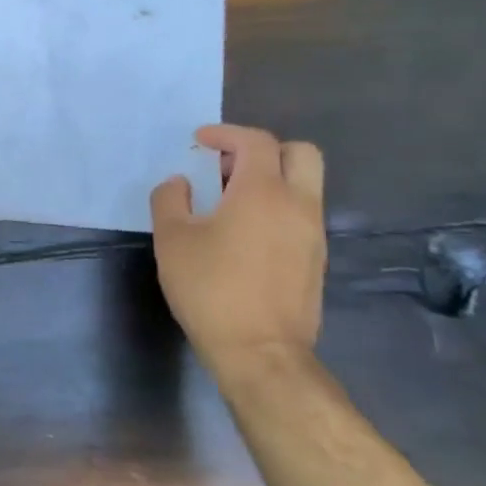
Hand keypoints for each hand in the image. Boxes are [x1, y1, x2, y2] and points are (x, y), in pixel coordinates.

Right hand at [150, 124, 326, 380]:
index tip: (200, 142)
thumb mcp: (172, 239)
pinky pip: (301, 214)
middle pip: (299, 153)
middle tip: (227, 167)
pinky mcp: (315, 259)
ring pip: (304, 185)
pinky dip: (277, 207)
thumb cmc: (210, 288)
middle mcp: (297, 205)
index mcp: (262, 192)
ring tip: (229, 202)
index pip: (256, 141)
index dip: (226, 134)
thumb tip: (181, 183)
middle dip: (263, 150)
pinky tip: (244, 233)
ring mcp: (312, 234)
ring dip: (271, 179)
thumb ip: (170, 200)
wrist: (259, 351)